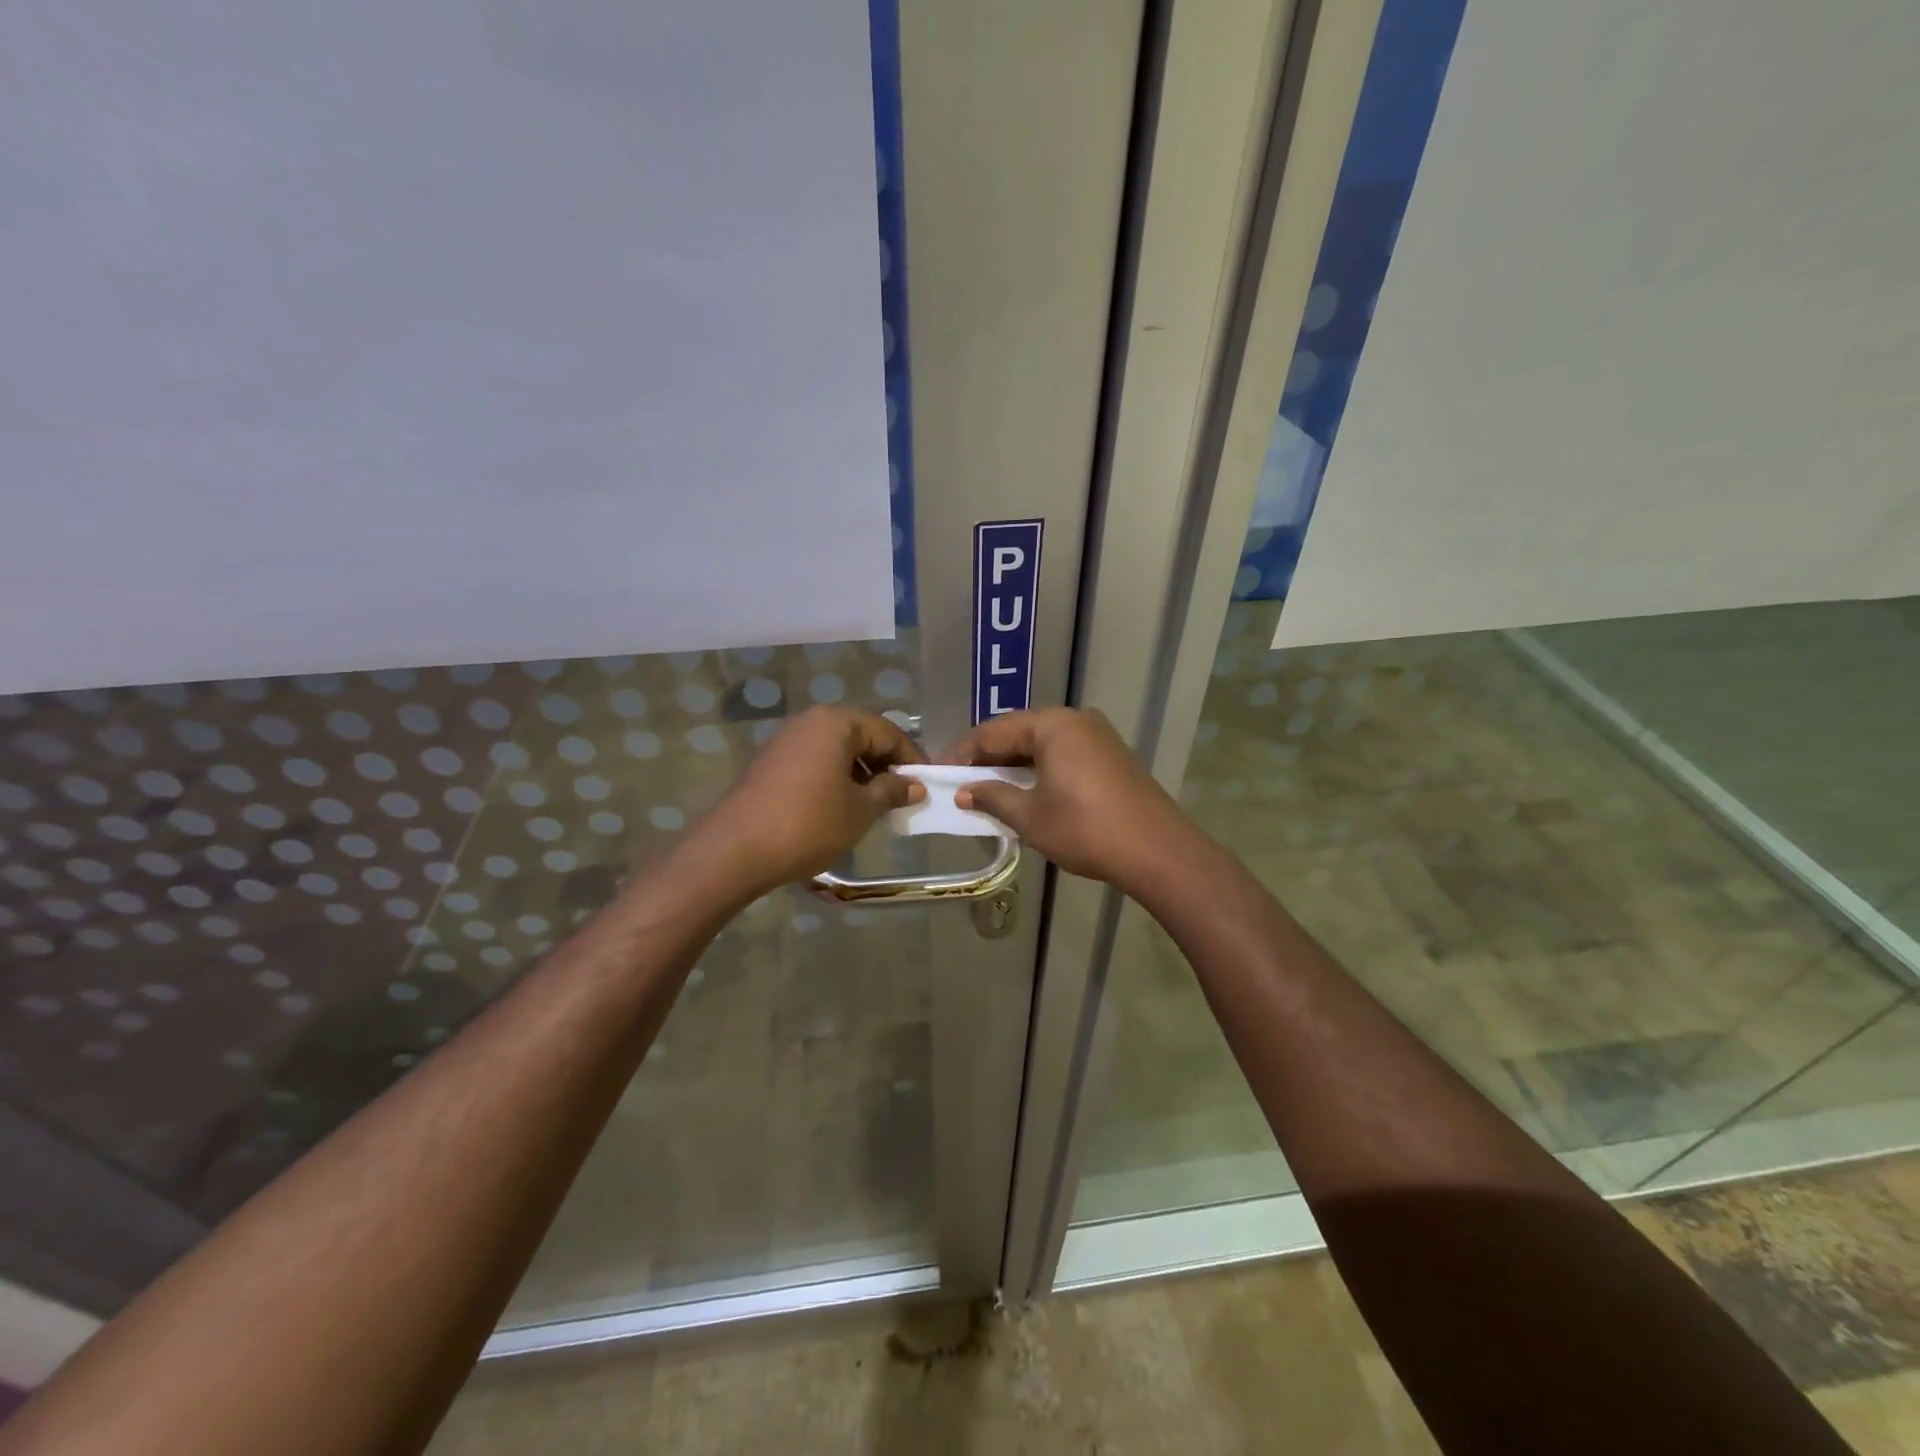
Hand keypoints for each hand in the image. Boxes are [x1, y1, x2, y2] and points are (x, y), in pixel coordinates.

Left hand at [685, 706, 926, 897]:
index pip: (887, 731)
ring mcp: (786, 741)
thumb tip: (914, 785)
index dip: (912, 757)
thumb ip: (891, 791)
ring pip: (837, 750)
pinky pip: (816, 762)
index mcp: (836, 723)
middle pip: (861, 736)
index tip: (927, 784)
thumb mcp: (860, 810)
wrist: (735, 851)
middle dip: (886, 764)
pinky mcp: (771, 763)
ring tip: (876, 805)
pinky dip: (836, 778)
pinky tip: (842, 807)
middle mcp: (810, 722)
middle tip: (903, 796)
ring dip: (861, 773)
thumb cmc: (809, 824)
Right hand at [944, 708, 1197, 891]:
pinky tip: (1026, 790)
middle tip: (961, 780)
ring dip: (1013, 765)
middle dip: (988, 757)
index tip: (939, 772)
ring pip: (1042, 744)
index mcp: (1052, 725)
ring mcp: (1097, 736)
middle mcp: (1075, 720)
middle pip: (1019, 732)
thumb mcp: (1030, 816)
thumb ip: (992, 797)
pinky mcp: (1110, 756)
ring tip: (987, 788)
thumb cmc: (1085, 828)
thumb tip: (964, 792)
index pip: (994, 731)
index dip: (963, 751)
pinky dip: (1039, 769)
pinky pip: (1063, 754)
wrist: (1157, 851)